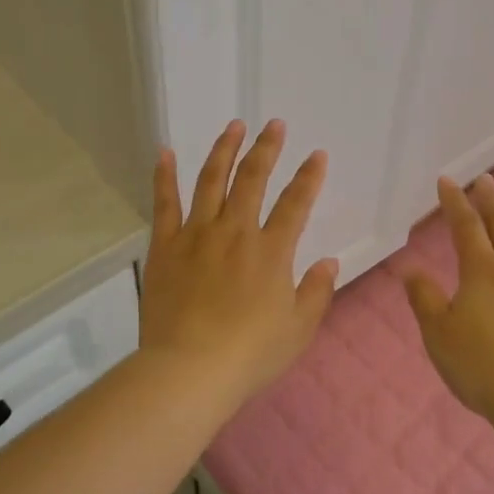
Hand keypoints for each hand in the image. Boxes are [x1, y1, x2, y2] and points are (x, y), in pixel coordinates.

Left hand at [139, 120, 339, 407]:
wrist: (190, 369)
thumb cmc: (250, 354)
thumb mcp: (298, 329)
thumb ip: (316, 292)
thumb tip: (329, 261)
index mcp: (271, 251)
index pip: (295, 203)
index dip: (309, 176)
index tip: (317, 155)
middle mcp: (236, 232)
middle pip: (253, 179)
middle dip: (267, 148)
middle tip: (275, 124)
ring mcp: (197, 234)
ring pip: (212, 180)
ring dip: (224, 150)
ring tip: (234, 126)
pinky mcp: (165, 246)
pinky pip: (164, 203)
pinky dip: (164, 176)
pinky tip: (165, 152)